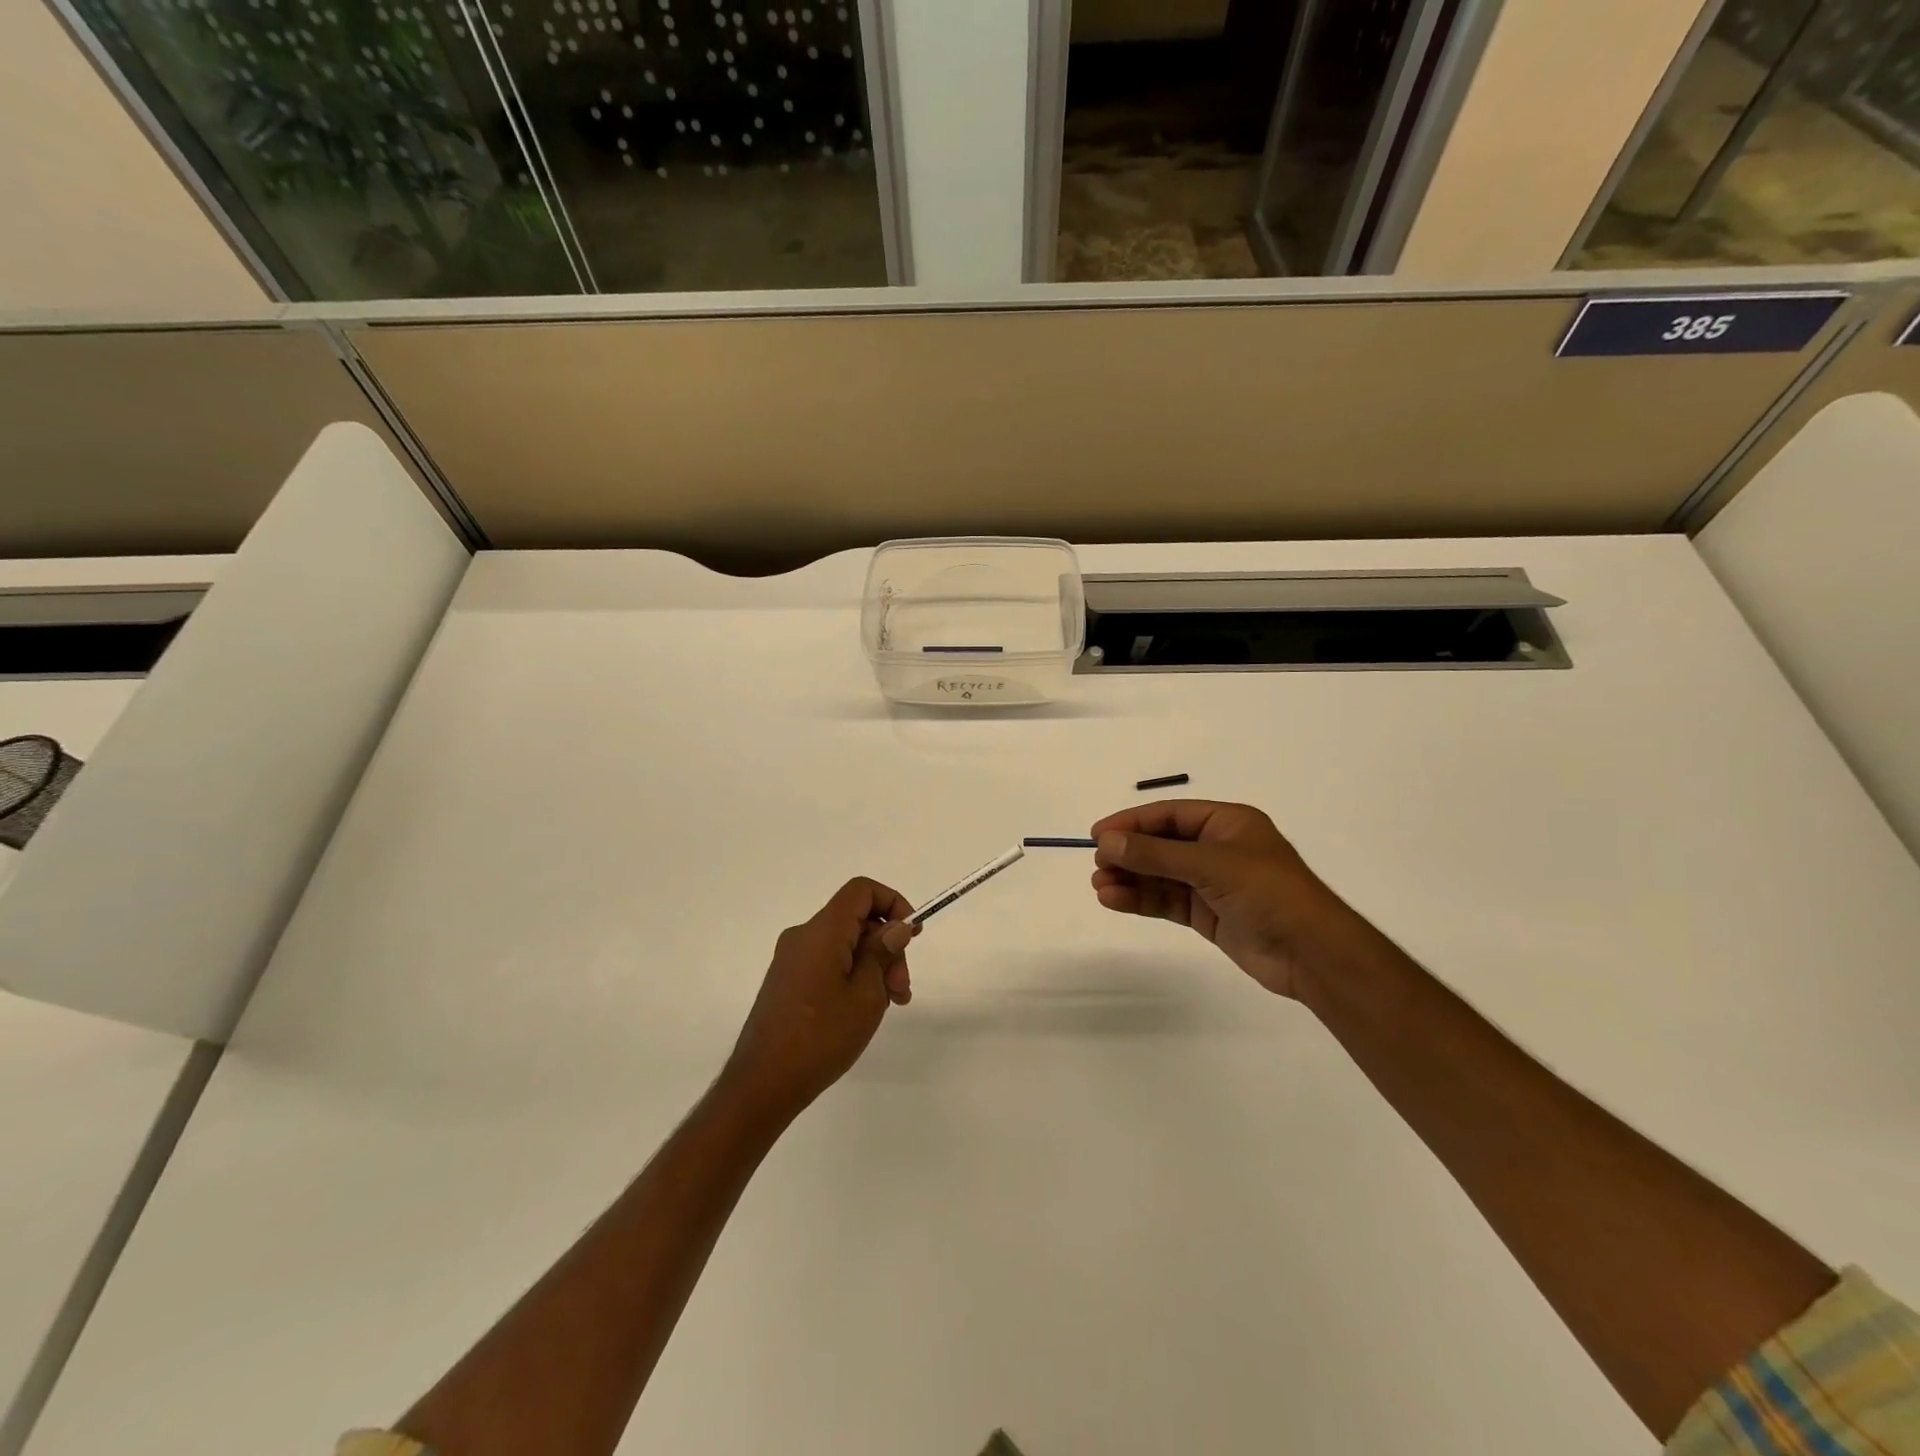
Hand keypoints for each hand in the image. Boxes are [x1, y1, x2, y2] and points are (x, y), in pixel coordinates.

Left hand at [721, 877, 918, 1121]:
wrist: (763, 1083)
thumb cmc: (821, 1036)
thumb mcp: (866, 994)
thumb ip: (883, 952)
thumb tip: (896, 926)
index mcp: (822, 931)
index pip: (861, 890)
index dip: (892, 902)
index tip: (911, 935)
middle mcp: (803, 935)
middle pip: (855, 920)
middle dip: (887, 945)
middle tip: (902, 988)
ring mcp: (791, 959)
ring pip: (844, 943)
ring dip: (873, 964)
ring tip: (890, 1004)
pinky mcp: (786, 981)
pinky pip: (827, 961)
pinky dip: (852, 974)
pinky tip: (863, 1009)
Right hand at [1090, 800, 1367, 999]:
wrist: (1312, 953)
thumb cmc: (1268, 892)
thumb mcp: (1210, 864)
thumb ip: (1155, 854)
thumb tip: (1106, 841)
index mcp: (1227, 823)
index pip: (1169, 815)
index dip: (1132, 822)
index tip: (1098, 835)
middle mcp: (1218, 848)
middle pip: (1162, 845)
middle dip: (1129, 854)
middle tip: (1097, 865)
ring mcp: (1213, 883)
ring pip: (1161, 875)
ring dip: (1130, 879)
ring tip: (1099, 886)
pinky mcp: (1209, 914)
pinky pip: (1167, 900)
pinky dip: (1142, 899)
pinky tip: (1114, 900)